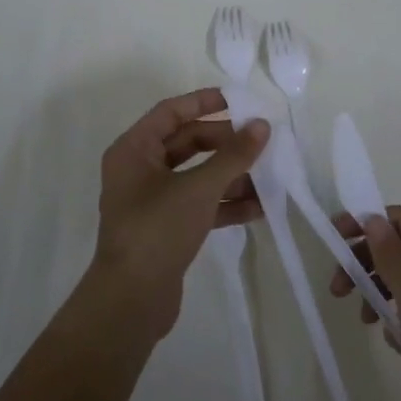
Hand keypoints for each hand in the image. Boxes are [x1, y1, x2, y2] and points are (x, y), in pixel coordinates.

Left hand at [92, 88, 268, 341]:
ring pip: (196, 175)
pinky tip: (259, 207)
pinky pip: (199, 204)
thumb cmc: (158, 229)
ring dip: (231, 175)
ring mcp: (152, 201)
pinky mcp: (166, 228)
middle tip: (260, 140)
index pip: (170, 112)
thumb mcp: (199, 188)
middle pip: (187, 143)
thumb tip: (262, 125)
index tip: (239, 100)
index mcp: (133, 150)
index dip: (204, 102)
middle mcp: (139, 170)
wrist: (132, 300)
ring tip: (269, 176)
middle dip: (225, 142)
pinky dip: (225, 203)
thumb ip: (233, 155)